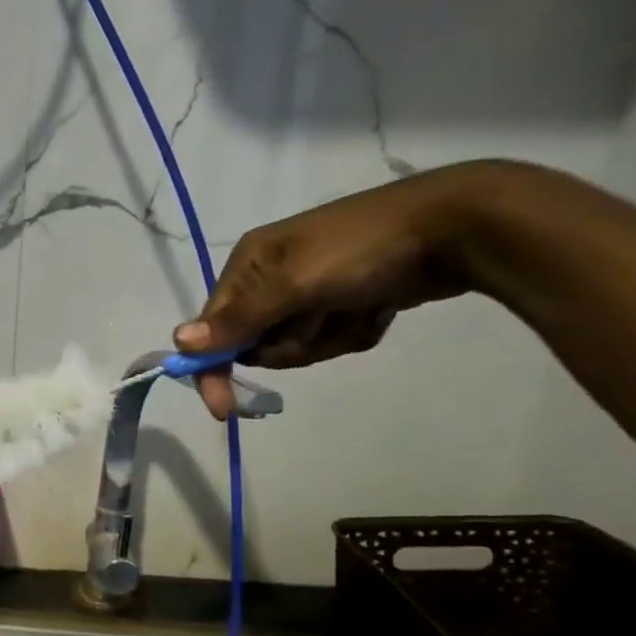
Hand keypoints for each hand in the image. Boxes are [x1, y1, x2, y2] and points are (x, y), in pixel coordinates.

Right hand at [175, 165, 493, 418]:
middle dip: (291, 345)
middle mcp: (270, 277)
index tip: (222, 409)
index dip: (213, 368)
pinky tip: (376, 308)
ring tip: (357, 309)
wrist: (457, 226)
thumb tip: (178, 341)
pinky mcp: (343, 300)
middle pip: (256, 343)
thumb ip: (238, 319)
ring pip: (296, 346)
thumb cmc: (363, 250)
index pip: (213, 329)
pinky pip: (330, 339)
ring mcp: (309, 289)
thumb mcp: (293, 286)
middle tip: (322, 322)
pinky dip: (352, 332)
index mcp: (249, 265)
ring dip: (326, 339)